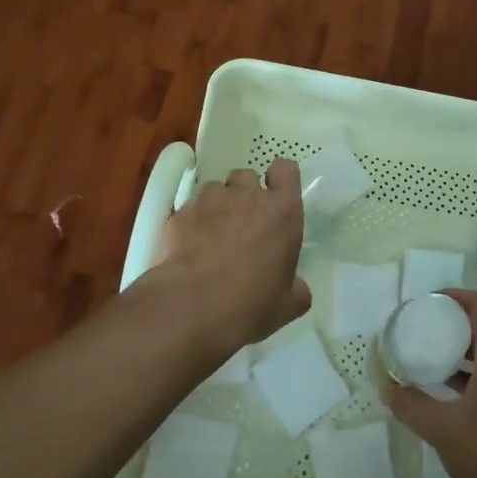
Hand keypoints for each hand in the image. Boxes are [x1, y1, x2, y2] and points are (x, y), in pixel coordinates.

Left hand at [150, 159, 309, 351]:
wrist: (191, 307)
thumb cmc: (250, 303)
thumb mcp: (288, 305)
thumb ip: (297, 289)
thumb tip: (297, 288)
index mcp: (282, 212)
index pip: (286, 170)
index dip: (280, 180)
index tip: (276, 197)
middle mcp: (247, 196)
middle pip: (247, 176)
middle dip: (245, 193)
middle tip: (243, 222)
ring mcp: (210, 201)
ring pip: (215, 189)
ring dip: (217, 205)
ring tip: (212, 234)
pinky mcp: (180, 214)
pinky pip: (189, 209)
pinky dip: (191, 222)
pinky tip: (188, 248)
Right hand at [382, 289, 476, 477]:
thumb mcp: (444, 430)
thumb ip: (412, 405)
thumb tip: (387, 387)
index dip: (456, 296)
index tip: (428, 301)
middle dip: (453, 326)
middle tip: (422, 331)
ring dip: (460, 355)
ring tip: (429, 362)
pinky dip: (470, 378)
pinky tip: (448, 399)